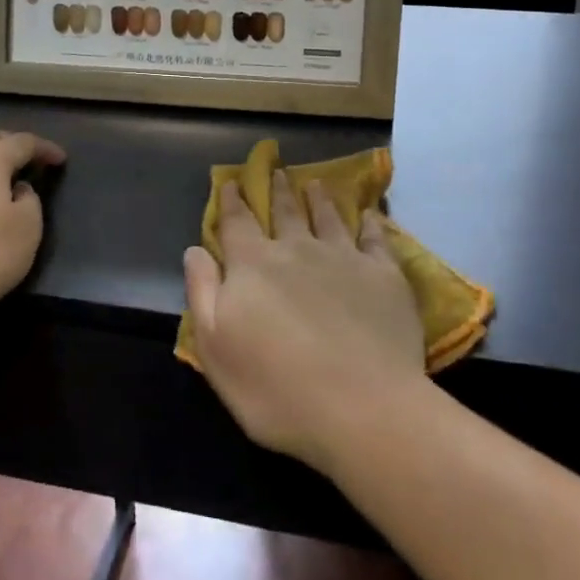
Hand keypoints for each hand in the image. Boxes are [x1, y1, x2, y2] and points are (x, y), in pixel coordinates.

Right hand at [184, 170, 425, 470]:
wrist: (363, 408)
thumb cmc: (276, 387)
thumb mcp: (215, 348)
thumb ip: (203, 292)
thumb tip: (195, 250)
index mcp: (254, 265)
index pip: (237, 223)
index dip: (232, 201)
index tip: (233, 182)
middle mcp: (297, 250)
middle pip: (285, 212)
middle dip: (278, 191)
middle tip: (278, 171)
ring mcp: (344, 259)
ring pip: (328, 217)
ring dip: (319, 199)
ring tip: (315, 184)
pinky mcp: (384, 276)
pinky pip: (376, 238)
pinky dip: (370, 223)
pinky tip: (370, 215)